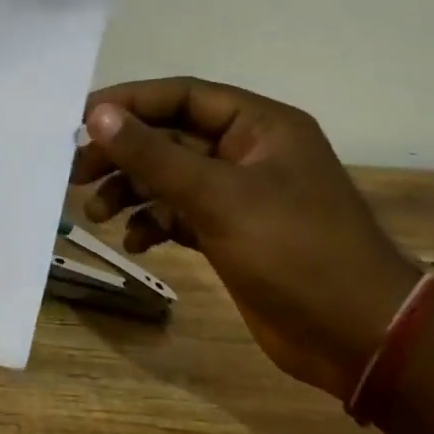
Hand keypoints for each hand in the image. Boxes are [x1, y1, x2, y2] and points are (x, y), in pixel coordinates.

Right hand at [70, 78, 419, 400]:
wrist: (358, 338)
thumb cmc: (296, 252)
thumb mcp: (220, 198)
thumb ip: (155, 155)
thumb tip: (98, 115)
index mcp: (259, 125)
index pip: (182, 96)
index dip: (129, 102)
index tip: (79, 118)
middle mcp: (249, 152)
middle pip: (170, 137)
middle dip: (123, 153)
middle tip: (75, 172)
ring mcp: (241, 196)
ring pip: (171, 178)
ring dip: (132, 191)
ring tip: (96, 213)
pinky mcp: (233, 234)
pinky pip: (181, 214)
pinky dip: (154, 223)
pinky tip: (135, 241)